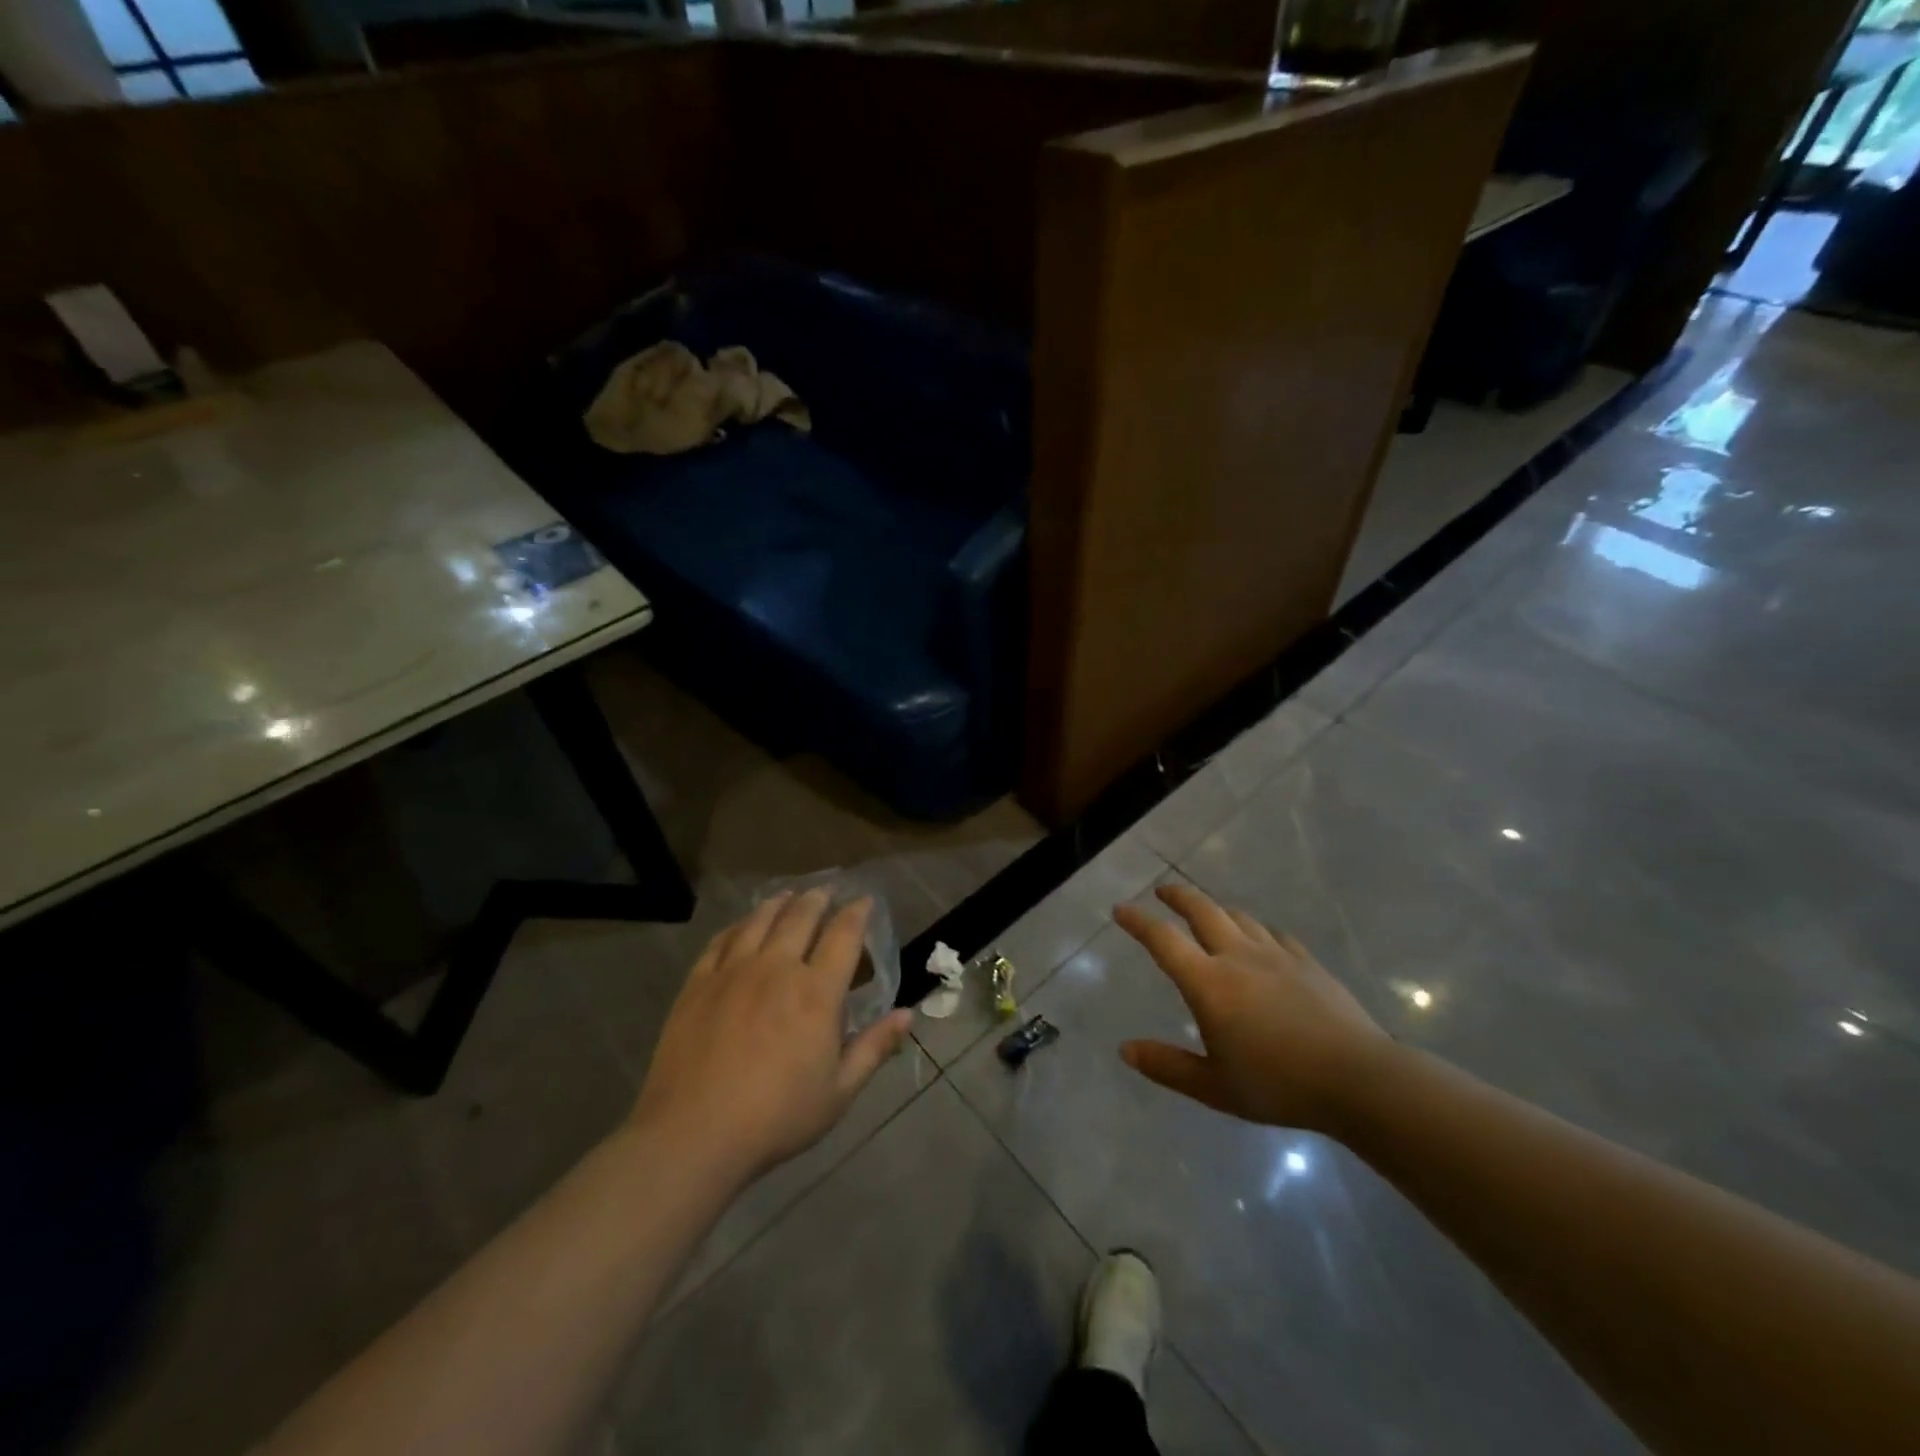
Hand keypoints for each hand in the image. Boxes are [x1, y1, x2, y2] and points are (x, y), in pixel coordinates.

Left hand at [632, 890, 913, 1187]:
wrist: (693, 1134)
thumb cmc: (776, 1117)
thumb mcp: (838, 1092)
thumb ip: (874, 1048)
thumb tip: (908, 1014)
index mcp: (817, 992)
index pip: (843, 935)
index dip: (857, 912)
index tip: (864, 900)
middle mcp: (777, 968)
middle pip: (801, 917)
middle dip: (818, 899)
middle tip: (826, 891)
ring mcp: (733, 971)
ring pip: (760, 920)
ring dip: (780, 903)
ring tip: (789, 895)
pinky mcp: (698, 983)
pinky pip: (721, 941)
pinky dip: (738, 926)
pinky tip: (741, 926)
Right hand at [1115, 884, 1393, 1133]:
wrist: (1357, 1079)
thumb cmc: (1278, 1085)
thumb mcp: (1214, 1087)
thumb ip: (1167, 1066)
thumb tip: (1125, 1050)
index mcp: (1208, 983)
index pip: (1162, 940)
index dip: (1137, 921)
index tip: (1120, 909)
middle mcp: (1237, 957)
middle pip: (1202, 910)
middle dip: (1177, 896)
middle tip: (1162, 891)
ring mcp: (1276, 955)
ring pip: (1238, 917)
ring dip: (1216, 909)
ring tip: (1207, 913)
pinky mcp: (1307, 963)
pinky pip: (1274, 934)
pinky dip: (1257, 929)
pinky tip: (1261, 940)